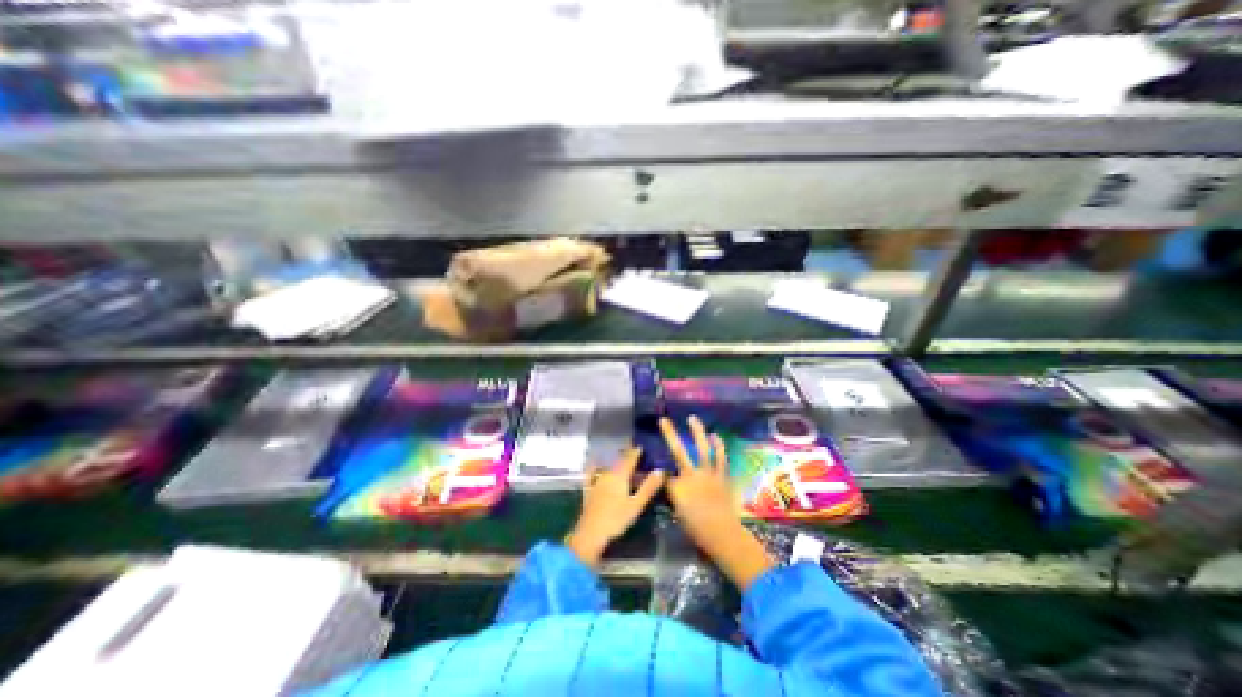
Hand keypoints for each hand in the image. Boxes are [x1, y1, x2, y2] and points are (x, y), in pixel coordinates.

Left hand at [566, 447, 664, 565]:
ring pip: (608, 467)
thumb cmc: (616, 519)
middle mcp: (608, 474)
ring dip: (616, 462)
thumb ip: (648, 487)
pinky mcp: (588, 489)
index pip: (630, 458)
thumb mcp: (636, 505)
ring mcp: (596, 481)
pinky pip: (591, 473)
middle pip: (619, 461)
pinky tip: (594, 464)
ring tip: (622, 460)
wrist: (591, 533)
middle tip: (635, 453)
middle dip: (627, 456)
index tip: (642, 445)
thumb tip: (660, 470)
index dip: (636, 451)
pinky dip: (595, 467)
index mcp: (620, 475)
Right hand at [658, 418, 773, 589]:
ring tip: (692, 418)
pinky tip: (715, 435)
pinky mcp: (722, 476)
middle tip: (664, 420)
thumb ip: (674, 495)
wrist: (723, 534)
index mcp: (677, 487)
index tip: (658, 466)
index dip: (660, 470)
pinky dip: (718, 446)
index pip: (665, 473)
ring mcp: (708, 474)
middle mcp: (691, 475)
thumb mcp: (678, 513)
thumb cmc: (697, 529)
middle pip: (677, 451)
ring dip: (697, 432)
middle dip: (669, 434)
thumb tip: (672, 483)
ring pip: (701, 448)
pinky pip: (721, 458)